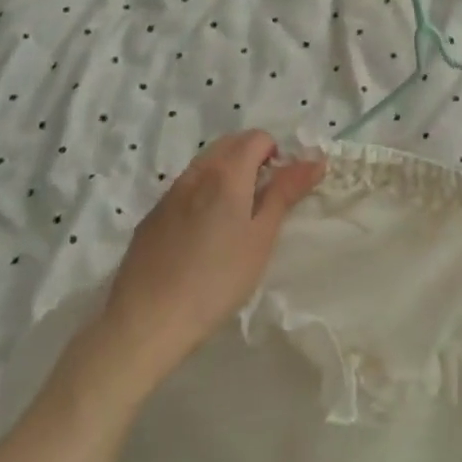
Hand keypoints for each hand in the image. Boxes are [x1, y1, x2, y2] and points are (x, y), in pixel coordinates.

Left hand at [96, 131, 325, 378]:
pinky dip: (202, 193)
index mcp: (226, 173)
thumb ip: (286, 192)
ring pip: (206, 164)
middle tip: (261, 201)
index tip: (279, 189)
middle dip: (252, 158)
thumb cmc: (216, 280)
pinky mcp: (151, 216)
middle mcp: (196, 172)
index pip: (257, 137)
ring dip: (226, 174)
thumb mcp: (261, 237)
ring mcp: (170, 193)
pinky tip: (201, 236)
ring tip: (233, 219)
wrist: (145, 323)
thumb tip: (315, 159)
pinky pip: (185, 188)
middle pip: (230, 144)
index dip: (276, 155)